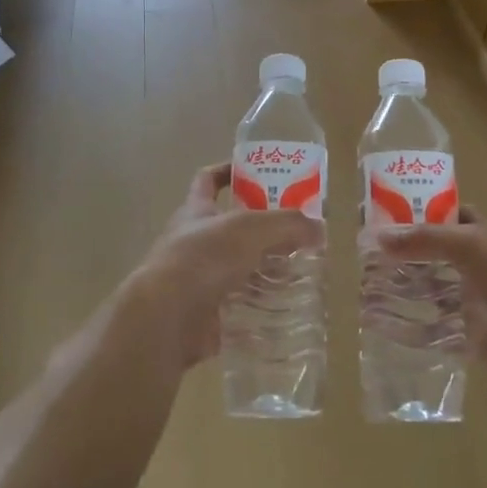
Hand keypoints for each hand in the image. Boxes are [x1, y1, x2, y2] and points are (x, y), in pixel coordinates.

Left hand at [124, 163, 322, 370]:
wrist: (167, 316)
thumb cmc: (204, 257)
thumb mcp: (251, 228)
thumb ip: (288, 224)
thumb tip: (319, 228)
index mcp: (197, 210)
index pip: (208, 180)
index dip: (228, 171)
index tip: (257, 172)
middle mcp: (194, 241)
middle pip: (232, 229)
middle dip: (264, 231)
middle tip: (298, 234)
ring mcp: (198, 278)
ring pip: (239, 269)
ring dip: (266, 271)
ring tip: (300, 274)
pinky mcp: (206, 313)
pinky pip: (240, 306)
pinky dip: (261, 308)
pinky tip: (287, 309)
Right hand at [379, 209, 486, 382]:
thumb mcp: (469, 243)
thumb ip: (425, 238)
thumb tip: (380, 237)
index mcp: (479, 233)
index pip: (444, 215)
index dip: (417, 212)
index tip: (383, 214)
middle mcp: (471, 263)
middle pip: (430, 254)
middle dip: (402, 255)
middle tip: (365, 255)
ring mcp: (467, 298)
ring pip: (427, 290)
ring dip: (401, 290)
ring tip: (365, 288)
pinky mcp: (463, 331)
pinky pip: (430, 328)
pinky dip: (408, 327)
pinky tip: (381, 322)